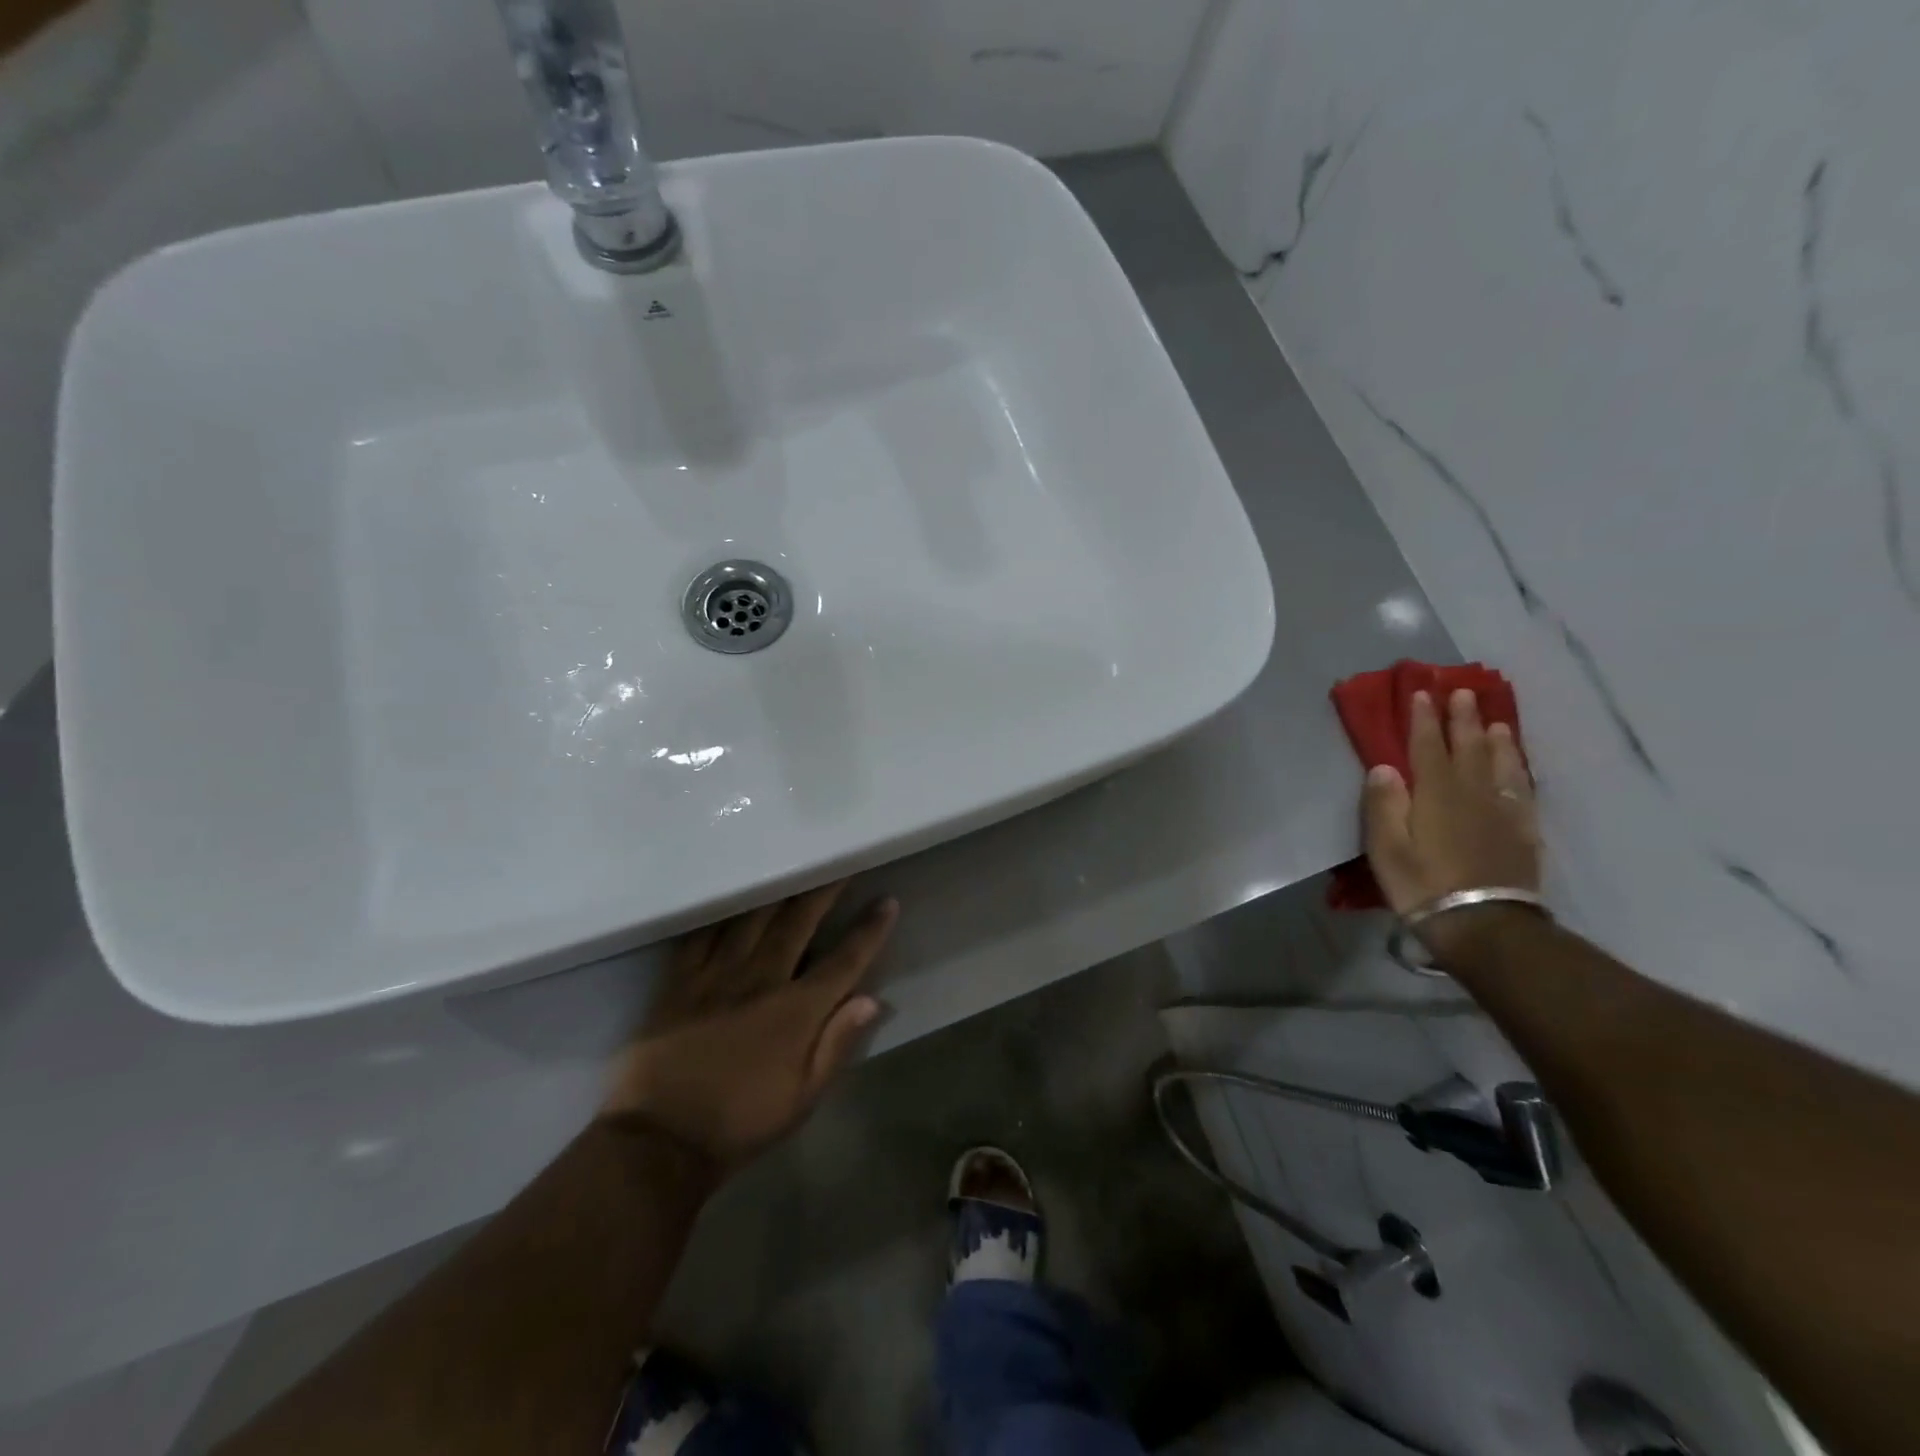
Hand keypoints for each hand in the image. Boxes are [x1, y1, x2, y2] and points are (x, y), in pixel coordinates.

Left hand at [601, 883, 898, 1170]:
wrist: (659, 1142)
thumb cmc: (740, 1123)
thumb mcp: (802, 1099)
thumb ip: (837, 1045)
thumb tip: (872, 999)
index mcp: (795, 1011)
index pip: (843, 961)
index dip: (868, 931)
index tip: (886, 901)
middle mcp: (760, 981)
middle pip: (798, 924)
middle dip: (824, 891)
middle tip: (840, 863)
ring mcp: (716, 977)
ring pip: (752, 920)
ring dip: (777, 891)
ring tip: (792, 866)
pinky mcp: (679, 983)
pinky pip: (701, 936)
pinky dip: (720, 913)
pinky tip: (729, 896)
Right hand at [1362, 688, 1539, 956]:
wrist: (1483, 924)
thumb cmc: (1422, 884)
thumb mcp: (1386, 846)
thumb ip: (1384, 804)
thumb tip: (1384, 767)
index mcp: (1435, 793)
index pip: (1427, 746)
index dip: (1423, 719)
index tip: (1422, 693)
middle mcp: (1471, 793)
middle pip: (1468, 748)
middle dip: (1462, 719)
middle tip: (1463, 692)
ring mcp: (1502, 811)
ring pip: (1500, 764)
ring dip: (1496, 740)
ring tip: (1495, 721)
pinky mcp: (1522, 832)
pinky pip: (1522, 790)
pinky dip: (1518, 771)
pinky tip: (1517, 766)